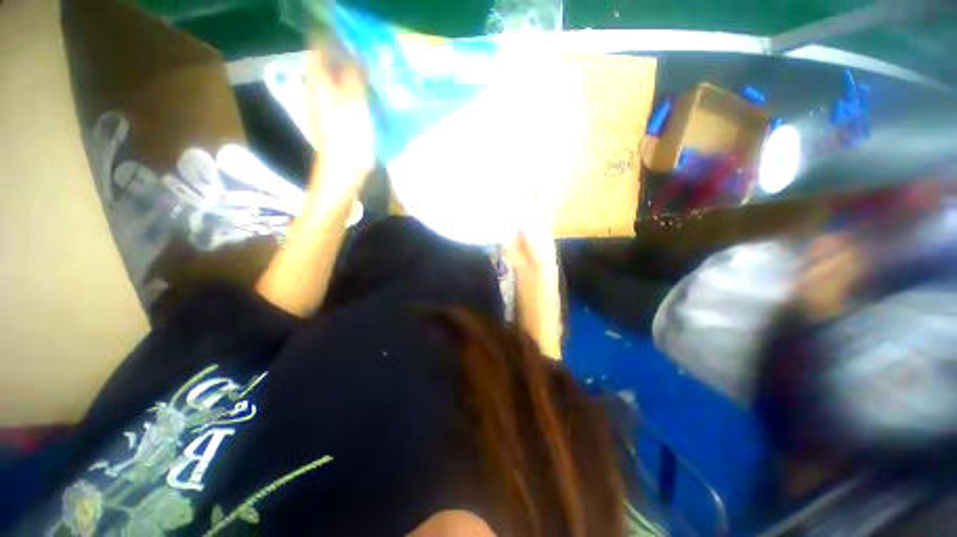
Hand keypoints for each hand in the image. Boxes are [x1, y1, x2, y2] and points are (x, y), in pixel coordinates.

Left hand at [305, 45, 374, 211]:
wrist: (342, 175)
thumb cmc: (348, 140)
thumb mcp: (354, 104)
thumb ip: (354, 76)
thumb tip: (356, 51)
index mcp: (319, 83)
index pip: (319, 47)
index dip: (331, 35)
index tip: (351, 31)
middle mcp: (317, 91)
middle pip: (327, 63)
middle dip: (344, 53)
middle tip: (367, 50)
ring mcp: (325, 108)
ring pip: (336, 81)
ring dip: (350, 72)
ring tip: (372, 69)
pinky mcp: (335, 123)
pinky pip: (343, 98)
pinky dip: (354, 91)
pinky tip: (369, 96)